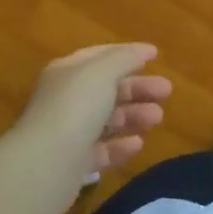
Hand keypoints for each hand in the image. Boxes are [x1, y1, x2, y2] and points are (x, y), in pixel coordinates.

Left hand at [11, 44, 173, 182]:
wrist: (46, 163)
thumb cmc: (76, 107)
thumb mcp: (103, 72)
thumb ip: (126, 58)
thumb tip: (145, 50)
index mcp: (68, 72)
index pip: (100, 56)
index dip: (127, 54)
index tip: (155, 56)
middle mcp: (65, 99)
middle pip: (107, 89)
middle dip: (138, 88)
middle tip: (166, 92)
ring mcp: (68, 133)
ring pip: (107, 120)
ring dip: (134, 116)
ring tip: (157, 118)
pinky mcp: (73, 163)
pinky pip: (102, 151)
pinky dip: (121, 146)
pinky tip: (137, 144)